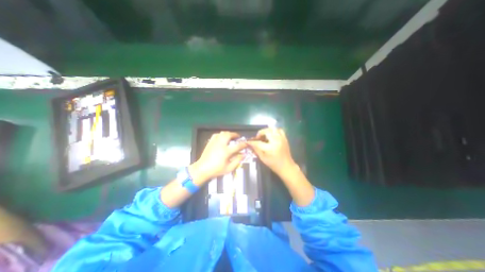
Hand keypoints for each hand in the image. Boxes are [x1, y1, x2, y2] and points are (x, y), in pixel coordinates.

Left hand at [188, 131, 246, 183]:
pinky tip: (222, 138)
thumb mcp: (229, 168)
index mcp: (226, 151)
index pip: (237, 146)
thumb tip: (243, 155)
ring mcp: (215, 142)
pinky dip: (221, 134)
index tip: (246, 144)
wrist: (202, 169)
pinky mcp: (210, 142)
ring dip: (228, 133)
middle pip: (229, 135)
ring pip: (222, 133)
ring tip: (231, 137)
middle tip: (238, 137)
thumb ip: (237, 161)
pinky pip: (216, 135)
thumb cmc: (216, 170)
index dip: (243, 144)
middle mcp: (221, 144)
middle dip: (235, 134)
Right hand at [247, 128, 294, 174]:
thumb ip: (256, 150)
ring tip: (264, 135)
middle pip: (266, 131)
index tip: (248, 141)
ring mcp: (281, 139)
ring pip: (273, 129)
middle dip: (260, 133)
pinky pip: (279, 130)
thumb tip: (250, 144)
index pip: (258, 142)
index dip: (252, 142)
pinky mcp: (285, 138)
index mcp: (270, 148)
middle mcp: (276, 141)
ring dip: (267, 131)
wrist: (286, 167)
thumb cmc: (274, 164)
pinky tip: (271, 135)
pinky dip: (274, 131)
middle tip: (258, 137)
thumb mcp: (263, 158)